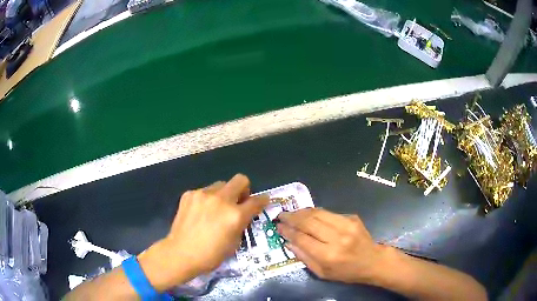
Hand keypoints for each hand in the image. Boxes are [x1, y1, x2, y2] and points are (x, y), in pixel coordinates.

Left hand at [138, 174, 268, 290]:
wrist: (181, 253)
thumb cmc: (210, 255)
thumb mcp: (234, 243)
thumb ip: (241, 224)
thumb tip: (242, 214)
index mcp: (235, 215)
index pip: (256, 201)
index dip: (263, 200)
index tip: (263, 201)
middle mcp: (221, 200)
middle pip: (240, 180)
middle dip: (244, 189)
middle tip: (239, 202)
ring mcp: (203, 194)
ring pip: (221, 184)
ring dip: (224, 194)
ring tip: (216, 209)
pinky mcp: (189, 194)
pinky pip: (204, 191)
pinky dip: (207, 199)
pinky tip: (200, 212)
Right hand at [277, 208, 386, 283]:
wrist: (372, 261)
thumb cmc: (346, 272)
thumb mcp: (322, 273)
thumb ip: (304, 258)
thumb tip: (289, 242)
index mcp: (328, 255)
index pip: (302, 238)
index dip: (287, 231)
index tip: (278, 227)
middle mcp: (337, 238)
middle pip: (308, 222)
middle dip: (291, 217)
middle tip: (281, 216)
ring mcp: (346, 225)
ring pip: (317, 213)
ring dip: (301, 212)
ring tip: (292, 213)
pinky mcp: (352, 218)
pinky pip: (328, 212)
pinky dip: (315, 212)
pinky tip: (308, 214)